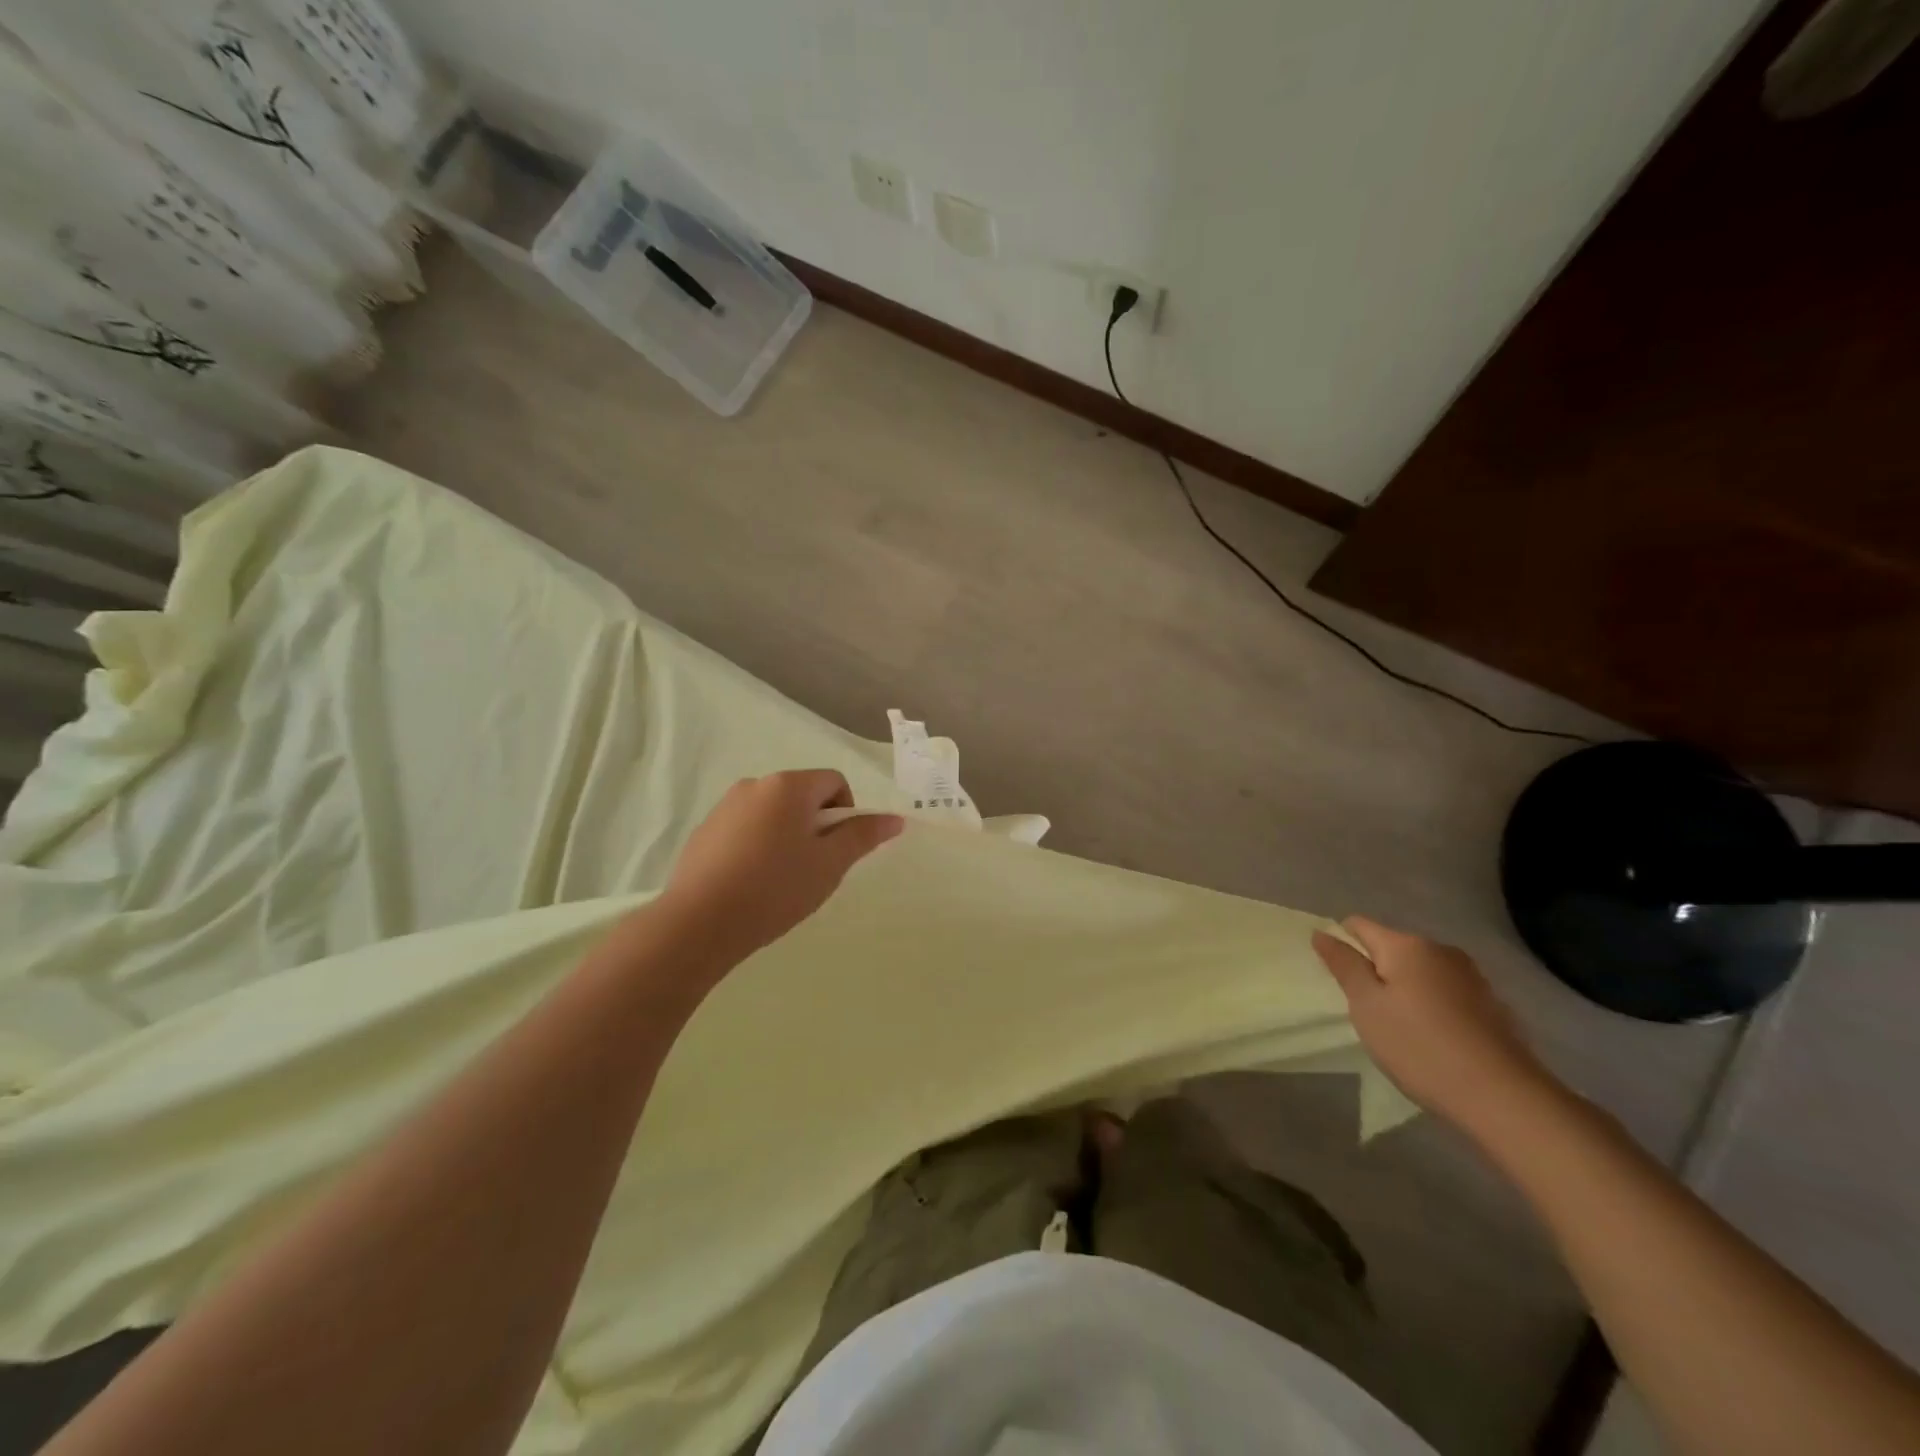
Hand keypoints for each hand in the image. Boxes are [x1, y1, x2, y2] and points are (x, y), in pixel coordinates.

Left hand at [662, 770, 903, 966]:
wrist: (699, 923)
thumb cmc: (775, 888)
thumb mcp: (829, 864)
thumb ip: (863, 836)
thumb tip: (894, 818)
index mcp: (788, 786)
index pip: (834, 781)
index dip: (846, 813)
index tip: (837, 851)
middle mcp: (755, 785)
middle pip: (803, 795)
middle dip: (816, 826)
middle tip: (813, 868)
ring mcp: (725, 807)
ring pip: (773, 813)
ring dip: (787, 836)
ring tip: (781, 880)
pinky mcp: (705, 831)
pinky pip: (746, 829)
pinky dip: (758, 846)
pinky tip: (751, 883)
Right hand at [1312, 916, 1555, 1134]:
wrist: (1502, 1097)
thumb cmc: (1419, 1046)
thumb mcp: (1367, 1006)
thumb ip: (1343, 965)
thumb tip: (1322, 932)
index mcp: (1406, 945)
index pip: (1358, 925)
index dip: (1341, 944)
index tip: (1337, 978)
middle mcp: (1440, 950)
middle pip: (1392, 947)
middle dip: (1374, 970)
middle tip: (1366, 1010)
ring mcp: (1471, 976)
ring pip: (1420, 971)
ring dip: (1404, 988)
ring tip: (1400, 1027)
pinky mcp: (1492, 1004)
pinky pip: (1445, 992)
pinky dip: (1431, 1005)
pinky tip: (1433, 1038)